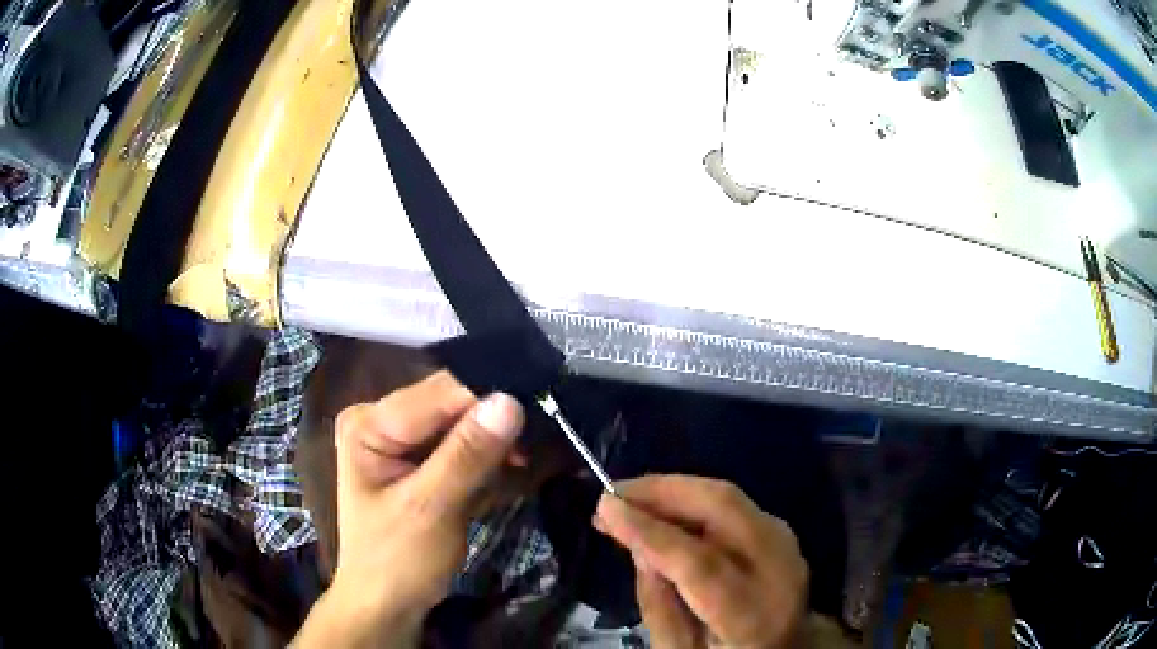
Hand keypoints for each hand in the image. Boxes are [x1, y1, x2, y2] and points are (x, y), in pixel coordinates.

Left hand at [294, 371, 524, 647]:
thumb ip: (467, 455)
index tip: (538, 416)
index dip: (488, 400)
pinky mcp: (419, 459)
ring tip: (526, 460)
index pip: (438, 393)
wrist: (386, 605)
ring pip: (461, 422)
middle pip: (449, 404)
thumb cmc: (397, 562)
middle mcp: (382, 419)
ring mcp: (400, 440)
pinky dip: (486, 457)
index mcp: (369, 423)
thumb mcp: (430, 509)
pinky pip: (461, 443)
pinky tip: (509, 468)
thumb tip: (510, 401)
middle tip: (538, 442)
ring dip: (495, 440)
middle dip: (493, 421)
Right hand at [594, 475, 808, 648]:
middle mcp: (780, 569)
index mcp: (754, 615)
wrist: (788, 648)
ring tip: (627, 499)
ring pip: (728, 497)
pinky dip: (691, 497)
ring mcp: (787, 543)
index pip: (700, 564)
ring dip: (673, 490)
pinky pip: (731, 503)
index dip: (650, 532)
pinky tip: (660, 506)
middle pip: (724, 509)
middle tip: (613, 494)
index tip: (605, 508)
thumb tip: (640, 547)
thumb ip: (658, 606)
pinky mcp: (780, 529)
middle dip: (663, 492)